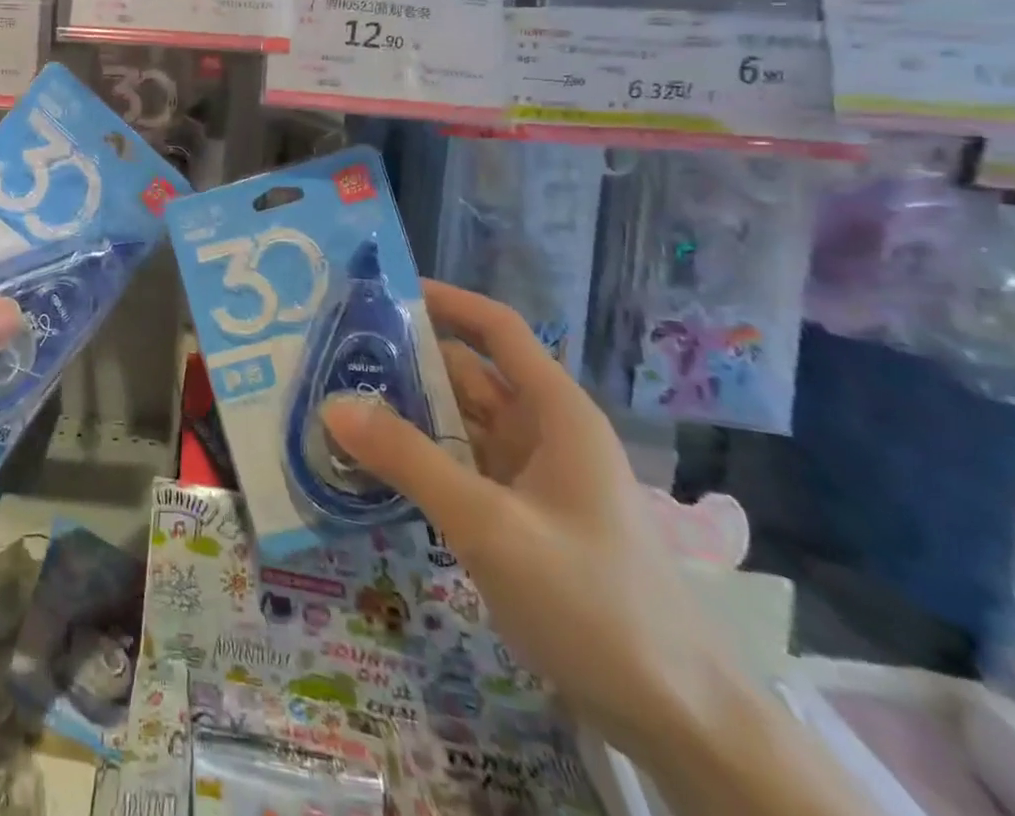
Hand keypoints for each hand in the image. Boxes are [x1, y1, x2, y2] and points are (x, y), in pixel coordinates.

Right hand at [321, 282, 743, 760]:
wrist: (681, 722)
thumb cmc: (593, 601)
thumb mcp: (490, 525)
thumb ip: (409, 460)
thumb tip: (333, 404)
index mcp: (554, 412)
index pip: (496, 329)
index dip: (446, 300)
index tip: (382, 292)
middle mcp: (544, 432)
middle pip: (468, 375)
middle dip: (406, 362)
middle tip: (333, 358)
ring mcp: (534, 478)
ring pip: (461, 424)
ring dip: (408, 414)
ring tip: (338, 406)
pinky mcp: (523, 518)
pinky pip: (463, 468)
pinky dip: (422, 460)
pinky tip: (375, 466)